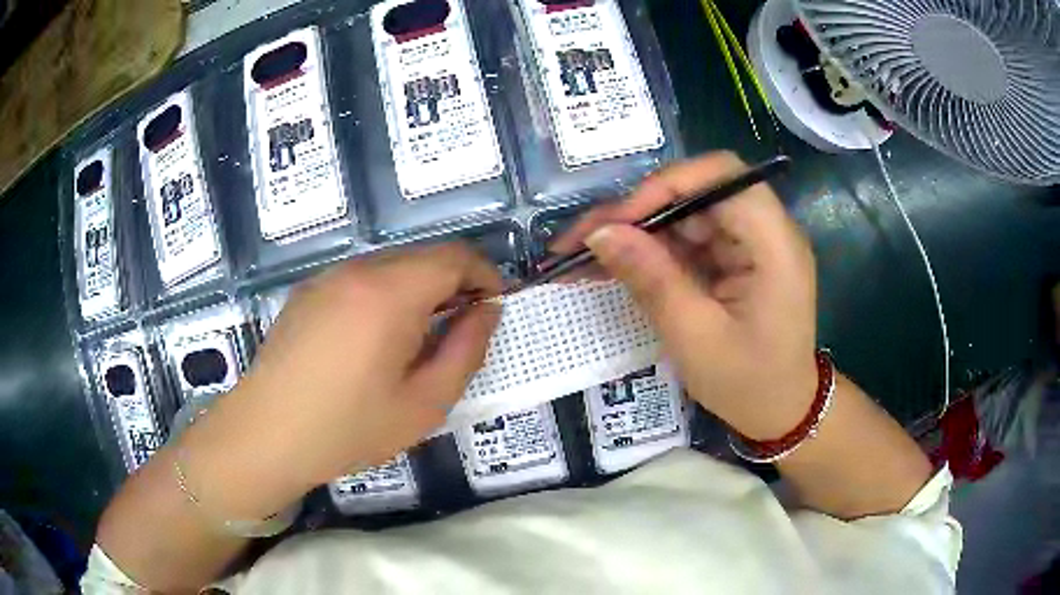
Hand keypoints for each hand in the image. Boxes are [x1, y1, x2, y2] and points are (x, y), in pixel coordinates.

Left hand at [180, 243, 501, 516]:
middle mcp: (358, 270)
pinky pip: (360, 280)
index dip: (484, 275)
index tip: (493, 308)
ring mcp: (327, 277)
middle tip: (458, 332)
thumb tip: (486, 311)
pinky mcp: (307, 292)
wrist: (266, 434)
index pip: (456, 256)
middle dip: (453, 285)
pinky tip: (371, 342)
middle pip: (423, 257)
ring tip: (415, 341)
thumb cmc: (348, 427)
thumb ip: (466, 351)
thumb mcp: (424, 403)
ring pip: (391, 267)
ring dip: (417, 291)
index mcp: (390, 292)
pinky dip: (384, 296)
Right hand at [552, 152, 817, 439]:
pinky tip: (615, 263)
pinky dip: (651, 249)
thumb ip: (651, 279)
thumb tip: (600, 233)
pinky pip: (688, 238)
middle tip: (584, 238)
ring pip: (685, 213)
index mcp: (775, 244)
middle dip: (638, 210)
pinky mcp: (735, 257)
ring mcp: (750, 242)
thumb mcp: (695, 338)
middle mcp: (766, 230)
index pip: (722, 177)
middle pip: (697, 191)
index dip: (667, 185)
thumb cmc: (747, 384)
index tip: (620, 221)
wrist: (780, 411)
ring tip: (585, 254)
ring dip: (637, 230)